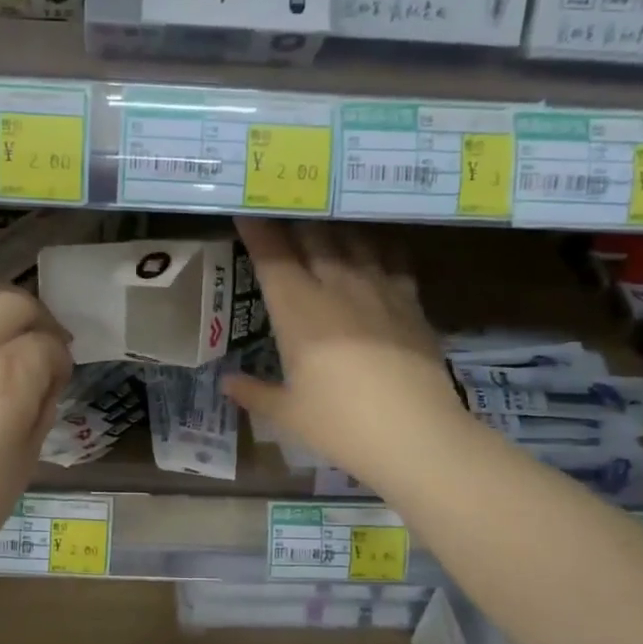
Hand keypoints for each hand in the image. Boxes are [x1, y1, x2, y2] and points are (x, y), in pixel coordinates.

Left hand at [0, 288, 71, 580]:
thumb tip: (45, 378)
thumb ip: (41, 405)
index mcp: (5, 378)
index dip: (61, 361)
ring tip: (4, 359)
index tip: (60, 381)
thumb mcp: (26, 457)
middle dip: (36, 322)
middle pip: (12, 303)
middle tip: (42, 353)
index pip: (47, 344)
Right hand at [224, 218, 464, 493]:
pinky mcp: (410, 302)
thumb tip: (226, 382)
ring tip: (325, 220)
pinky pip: (393, 260)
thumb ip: (254, 393)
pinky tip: (377, 248)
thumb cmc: (340, 425)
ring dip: (335, 227)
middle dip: (294, 219)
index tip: (245, 211)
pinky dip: (380, 248)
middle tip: (284, 208)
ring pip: (354, 241)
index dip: (256, 230)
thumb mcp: (288, 413)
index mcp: (298, 310)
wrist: (416, 435)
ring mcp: (378, 290)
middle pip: (313, 237)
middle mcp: (336, 287)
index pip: (271, 256)